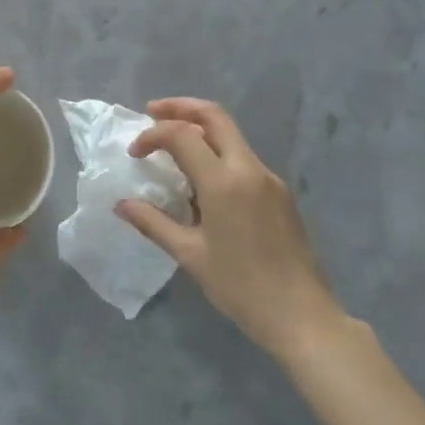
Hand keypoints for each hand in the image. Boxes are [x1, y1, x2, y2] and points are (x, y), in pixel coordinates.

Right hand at [118, 98, 344, 359]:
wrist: (302, 317)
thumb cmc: (241, 287)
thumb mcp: (190, 255)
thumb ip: (154, 223)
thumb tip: (122, 204)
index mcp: (224, 181)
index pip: (182, 134)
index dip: (153, 135)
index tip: (135, 153)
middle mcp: (248, 168)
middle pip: (215, 116)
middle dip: (181, 107)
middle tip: (152, 113)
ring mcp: (269, 179)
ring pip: (231, 135)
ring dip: (200, 129)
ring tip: (173, 146)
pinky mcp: (280, 193)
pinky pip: (243, 159)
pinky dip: (218, 153)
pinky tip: (203, 181)